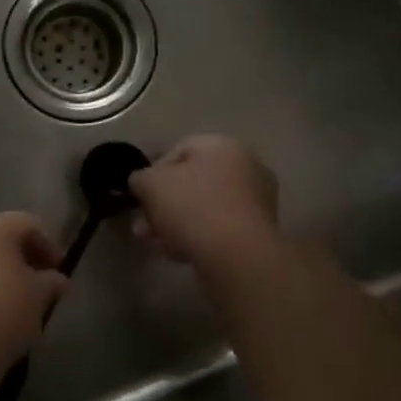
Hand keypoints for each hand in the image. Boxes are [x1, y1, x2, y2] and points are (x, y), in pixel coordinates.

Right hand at [129, 134, 279, 266]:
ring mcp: (256, 199)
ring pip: (204, 208)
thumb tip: (142, 183)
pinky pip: (220, 228)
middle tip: (144, 227)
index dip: (152, 174)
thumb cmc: (192, 207)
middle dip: (163, 205)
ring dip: (176, 224)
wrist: (237, 255)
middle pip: (191, 183)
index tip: (141, 197)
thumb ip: (140, 178)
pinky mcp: (260, 230)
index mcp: (221, 145)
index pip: (177, 151)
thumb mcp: (150, 185)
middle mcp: (245, 165)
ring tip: (156, 245)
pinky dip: (199, 237)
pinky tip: (179, 254)